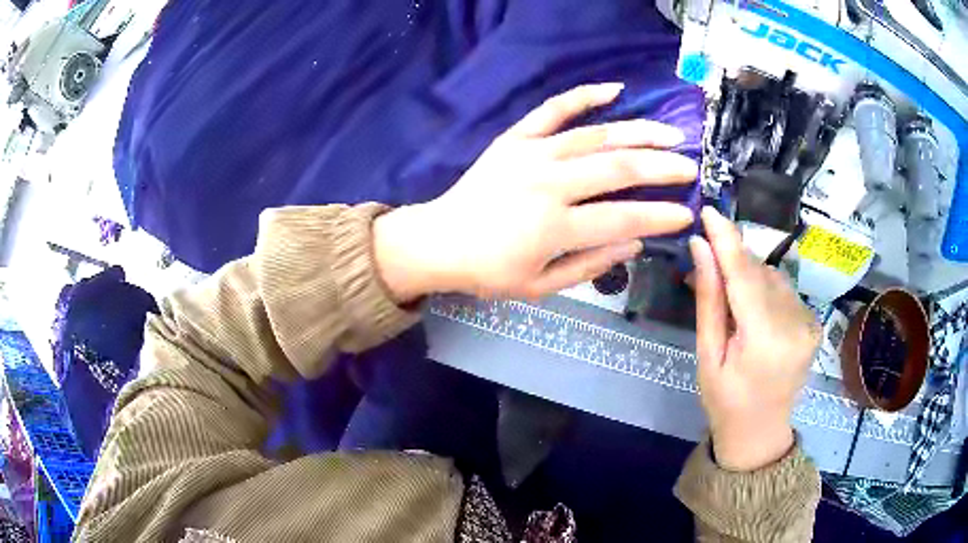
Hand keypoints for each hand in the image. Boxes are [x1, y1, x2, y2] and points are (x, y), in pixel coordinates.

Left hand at [374, 83, 697, 300]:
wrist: (439, 240)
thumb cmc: (489, 271)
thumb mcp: (540, 286)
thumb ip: (590, 265)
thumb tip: (635, 242)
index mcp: (554, 227)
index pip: (623, 218)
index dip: (660, 216)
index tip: (687, 211)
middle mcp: (548, 184)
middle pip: (618, 170)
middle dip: (662, 168)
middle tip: (690, 168)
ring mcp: (531, 154)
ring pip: (596, 135)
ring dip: (639, 132)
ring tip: (671, 133)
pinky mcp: (515, 139)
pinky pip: (553, 110)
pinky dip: (584, 95)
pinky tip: (615, 88)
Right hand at [689, 207, 820, 471]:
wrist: (761, 431)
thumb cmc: (725, 400)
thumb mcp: (708, 355)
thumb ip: (709, 300)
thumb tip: (700, 248)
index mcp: (765, 340)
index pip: (745, 276)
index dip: (727, 240)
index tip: (709, 210)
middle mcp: (795, 324)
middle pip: (760, 271)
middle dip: (732, 260)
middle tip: (704, 262)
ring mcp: (809, 322)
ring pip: (773, 276)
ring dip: (748, 274)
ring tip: (728, 295)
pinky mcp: (813, 322)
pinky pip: (784, 290)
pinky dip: (764, 288)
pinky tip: (751, 308)